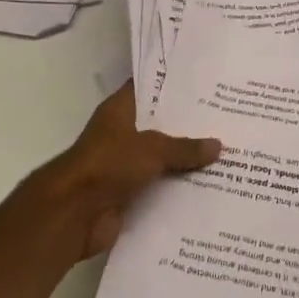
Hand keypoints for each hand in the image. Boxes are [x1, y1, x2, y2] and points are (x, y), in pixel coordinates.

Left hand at [23, 82, 220, 260]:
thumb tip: (218, 146)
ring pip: (161, 158)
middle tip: (225, 119)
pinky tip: (208, 186)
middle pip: (159, 125)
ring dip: (185, 160)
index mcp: (120, 111)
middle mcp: (121, 134)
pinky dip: (177, 188)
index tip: (205, 83)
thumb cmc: (108, 165)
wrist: (73, 214)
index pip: (149, 89)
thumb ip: (185, 148)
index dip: (173, 85)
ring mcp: (123, 165)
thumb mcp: (153, 149)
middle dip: (188, 125)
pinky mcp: (127, 194)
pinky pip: (159, 186)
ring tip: (225, 153)